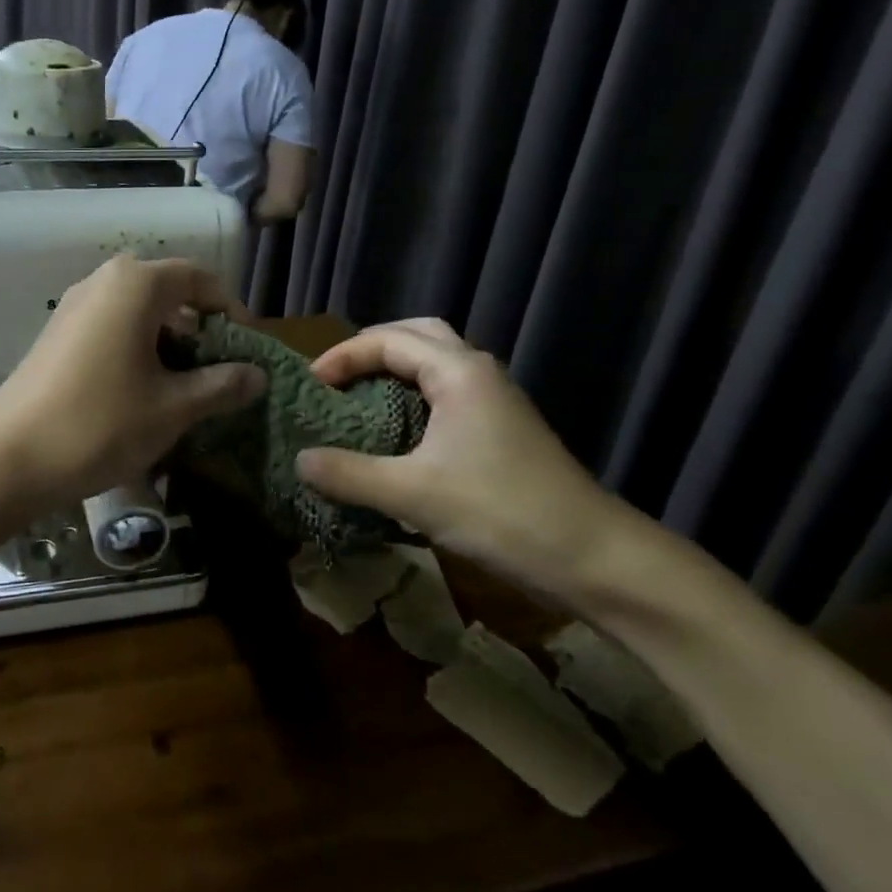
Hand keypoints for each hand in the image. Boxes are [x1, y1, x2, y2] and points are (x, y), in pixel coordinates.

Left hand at [0, 255, 265, 518]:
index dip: (231, 309)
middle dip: (200, 326)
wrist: (9, 459)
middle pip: (167, 290)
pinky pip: (110, 327)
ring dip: (168, 340)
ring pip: (137, 310)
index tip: (248, 346)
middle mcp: (102, 282)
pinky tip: (143, 390)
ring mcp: (73, 307)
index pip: (199, 277)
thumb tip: (259, 375)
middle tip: (219, 367)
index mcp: (135, 285)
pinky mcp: (56, 335)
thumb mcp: (173, 408)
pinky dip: (137, 348)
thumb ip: (221, 385)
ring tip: (186, 384)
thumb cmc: (100, 424)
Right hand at [294, 319, 622, 588]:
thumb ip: (348, 473)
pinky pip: (447, 391)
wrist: (592, 556)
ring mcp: (495, 399)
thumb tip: (299, 460)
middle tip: (335, 379)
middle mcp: (478, 372)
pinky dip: (413, 395)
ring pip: (436, 362)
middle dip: (370, 349)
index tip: (310, 387)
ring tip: (358, 399)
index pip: (387, 340)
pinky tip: (396, 431)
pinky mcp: (502, 427)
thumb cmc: (500, 512)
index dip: (342, 356)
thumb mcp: (412, 494)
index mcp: (458, 372)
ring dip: (394, 370)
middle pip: (417, 335)